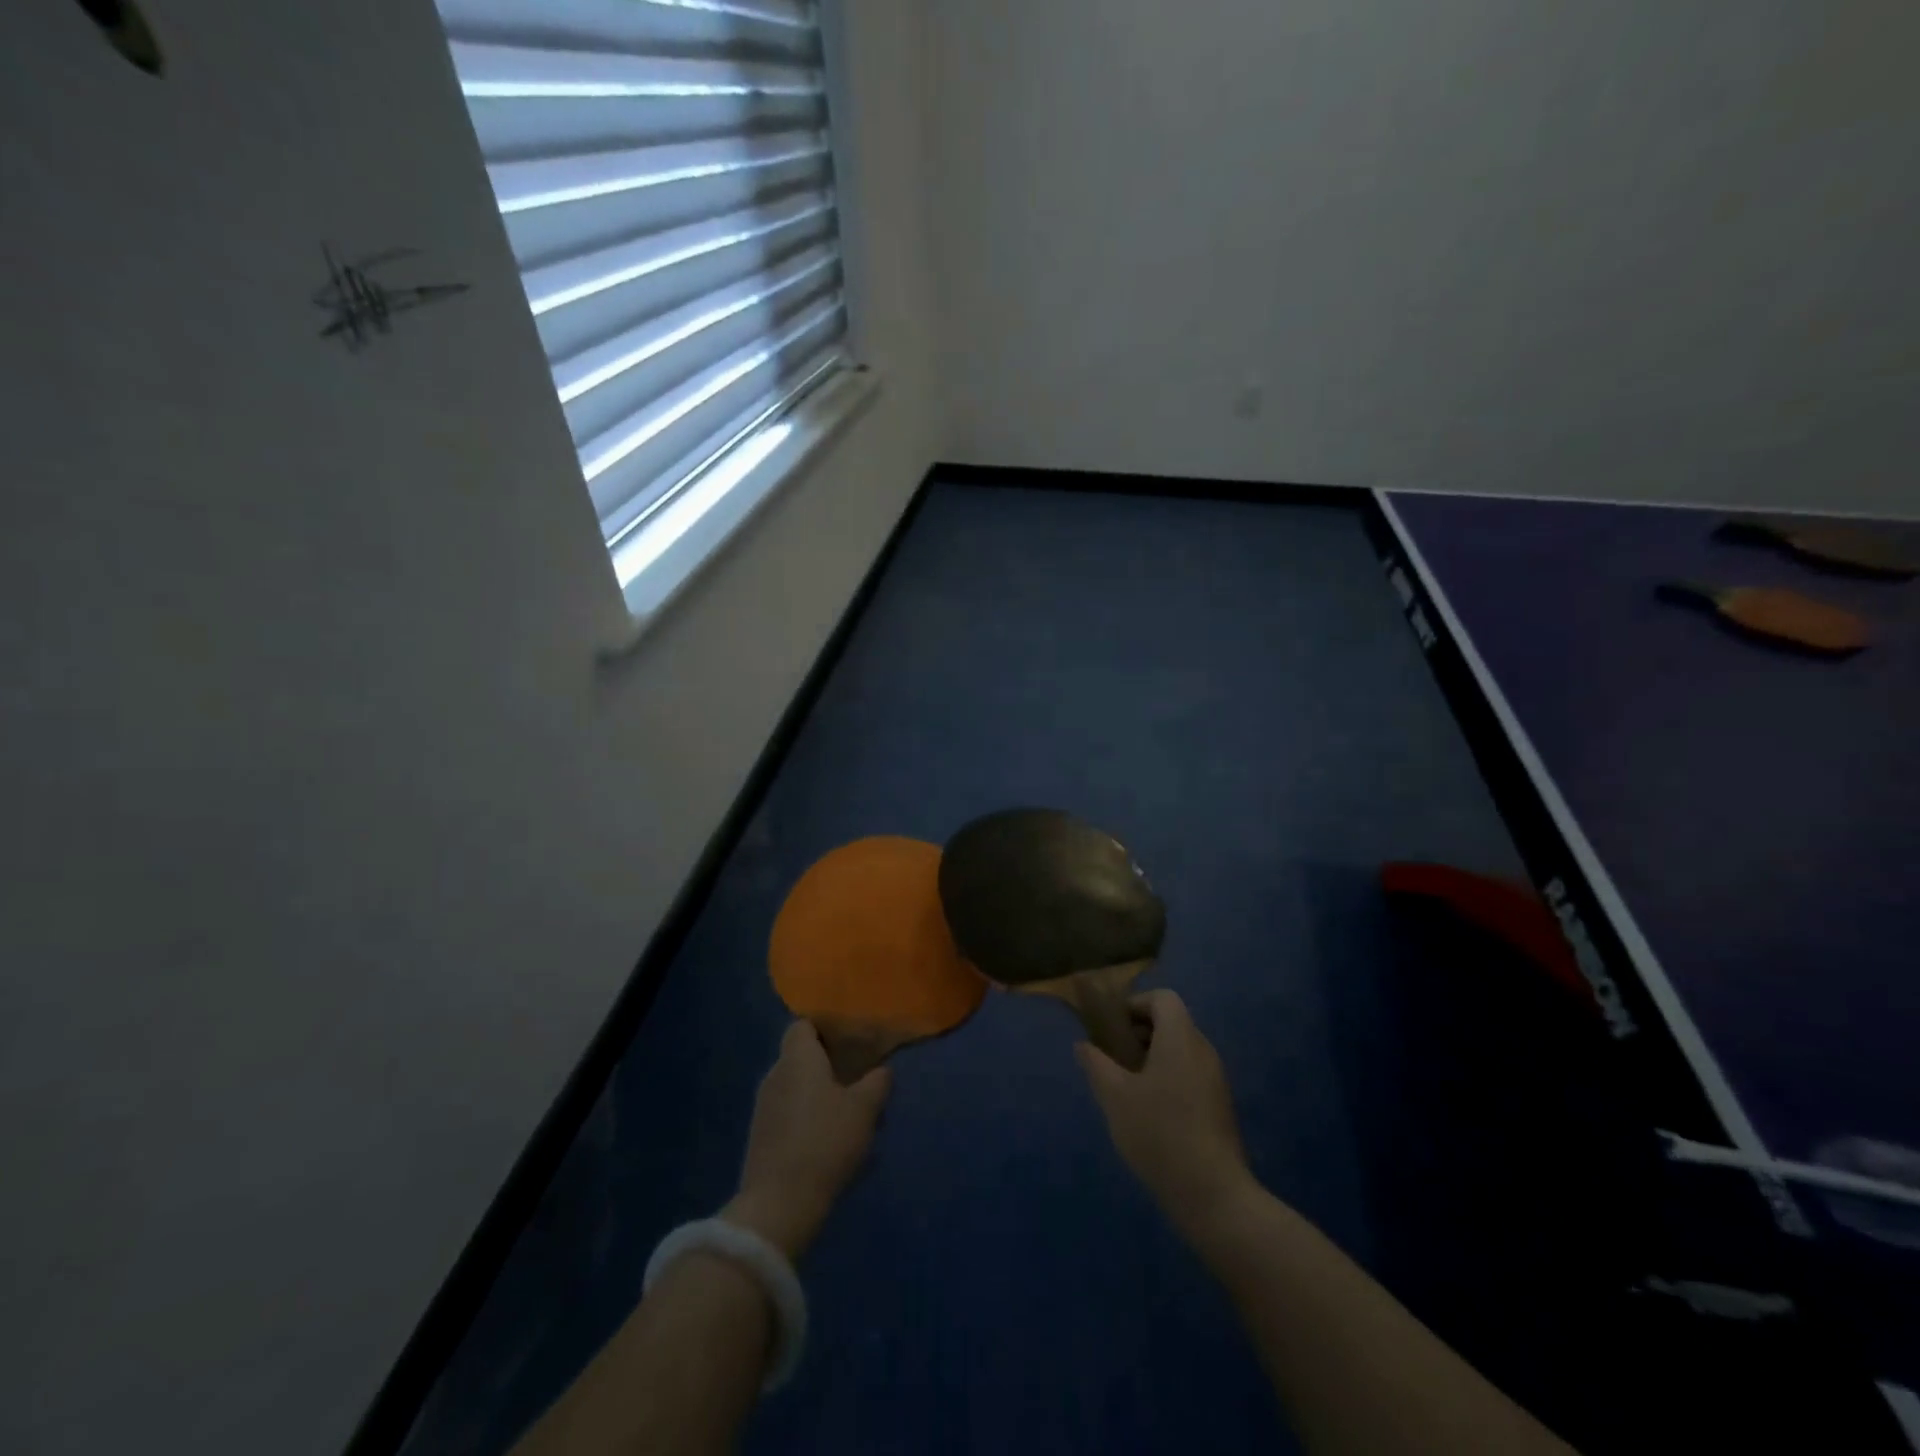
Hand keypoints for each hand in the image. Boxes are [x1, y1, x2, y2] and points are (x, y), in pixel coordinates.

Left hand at [722, 1021, 891, 1259]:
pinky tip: (830, 1141)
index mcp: (797, 1059)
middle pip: (801, 1057)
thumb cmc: (825, 1142)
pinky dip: (808, 1119)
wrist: (779, 1205)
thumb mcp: (864, 1109)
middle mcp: (775, 1075)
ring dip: (819, 1096)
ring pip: (796, 1088)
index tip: (851, 1042)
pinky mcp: (761, 1138)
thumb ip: (877, 1082)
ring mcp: (764, 1108)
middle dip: (828, 1065)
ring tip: (849, 1114)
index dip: (826, 1029)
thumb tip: (882, 1070)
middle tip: (858, 1079)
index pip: (803, 1025)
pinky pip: (789, 1114)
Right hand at [1075, 990, 1254, 1239]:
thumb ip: (1096, 1064)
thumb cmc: (1159, 1134)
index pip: (1163, 998)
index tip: (1112, 1029)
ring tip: (1127, 1088)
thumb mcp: (1115, 1097)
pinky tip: (1150, 1113)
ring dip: (1152, 1057)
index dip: (1135, 1005)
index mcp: (1180, 1039)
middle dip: (1140, 1033)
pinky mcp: (1220, 1106)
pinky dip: (1168, 1078)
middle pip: (1172, 1022)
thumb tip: (1083, 1045)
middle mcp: (1203, 1050)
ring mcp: (1215, 1079)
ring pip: (1180, 1050)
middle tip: (1113, 1059)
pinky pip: (1190, 1073)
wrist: (1213, 1195)